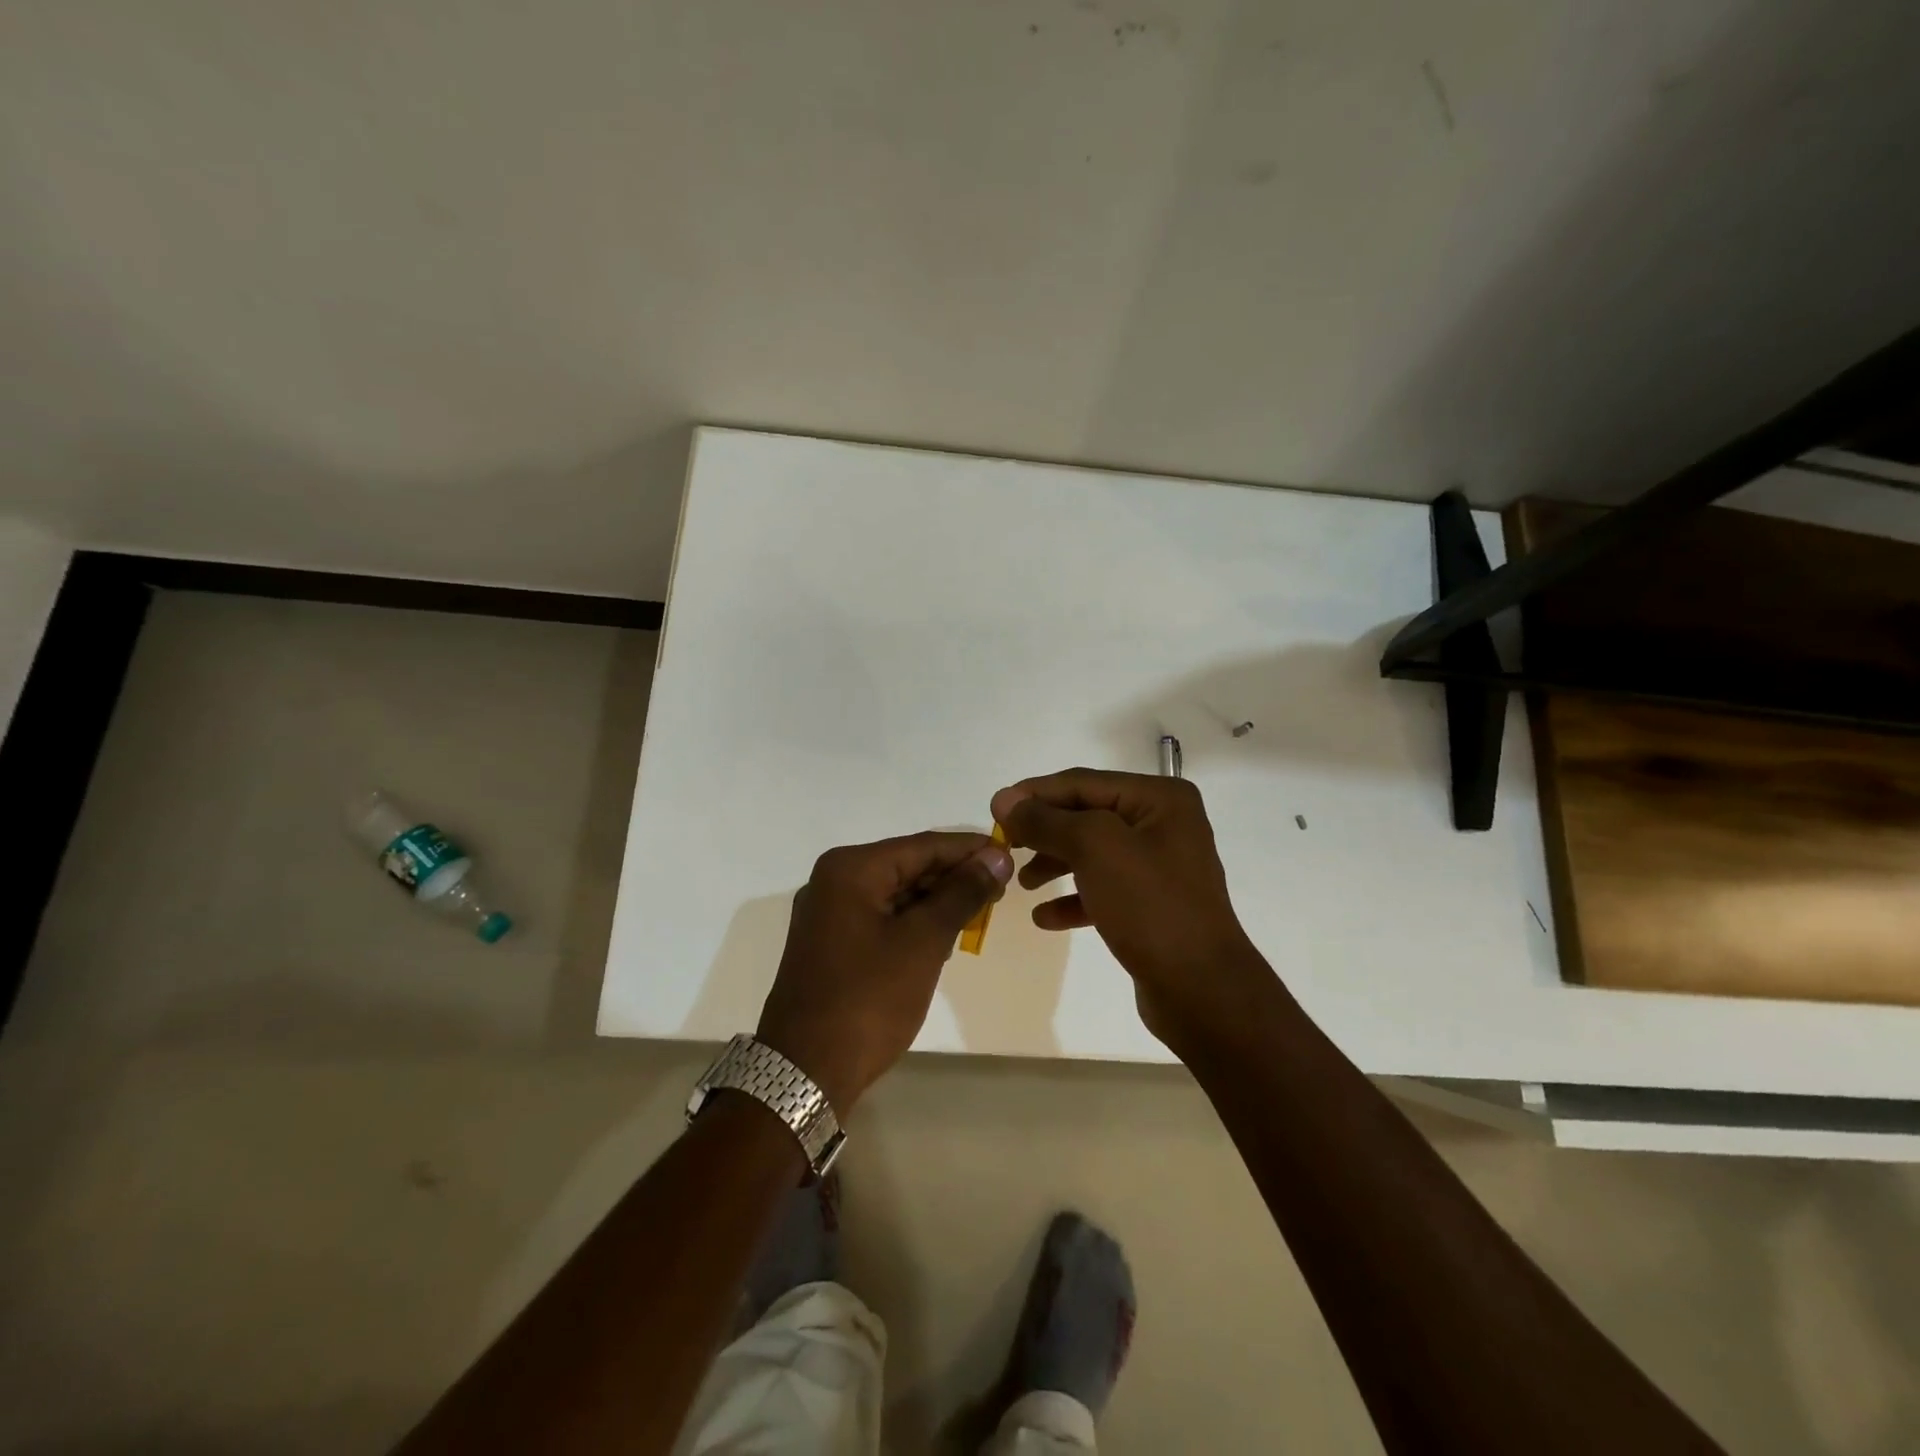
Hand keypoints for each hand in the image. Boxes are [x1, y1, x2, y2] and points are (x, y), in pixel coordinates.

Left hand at [757, 831, 1012, 1112]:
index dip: (970, 850)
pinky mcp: (831, 942)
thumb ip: (962, 893)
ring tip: (981, 911)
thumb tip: (996, 856)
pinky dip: (914, 921)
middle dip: (955, 876)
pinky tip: (945, 934)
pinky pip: (881, 916)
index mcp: (851, 869)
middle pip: (907, 865)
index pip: (923, 846)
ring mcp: (828, 913)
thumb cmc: (869, 999)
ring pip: (896, 892)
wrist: (805, 1071)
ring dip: (937, 900)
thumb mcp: (923, 942)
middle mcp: (834, 880)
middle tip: (1002, 890)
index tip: (1012, 856)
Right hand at [990, 768, 1273, 1043]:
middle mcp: (1163, 825)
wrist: (1202, 989)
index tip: (994, 809)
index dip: (1035, 793)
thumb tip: (1005, 800)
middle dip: (1044, 831)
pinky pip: (1103, 889)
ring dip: (1054, 864)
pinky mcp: (1152, 905)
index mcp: (1160, 799)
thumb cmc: (1150, 905)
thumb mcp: (1094, 849)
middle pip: (1087, 816)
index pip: (1083, 783)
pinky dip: (1073, 899)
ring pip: (1092, 853)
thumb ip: (1046, 821)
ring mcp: (1160, 867)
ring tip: (1023, 883)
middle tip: (1005, 845)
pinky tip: (1045, 918)